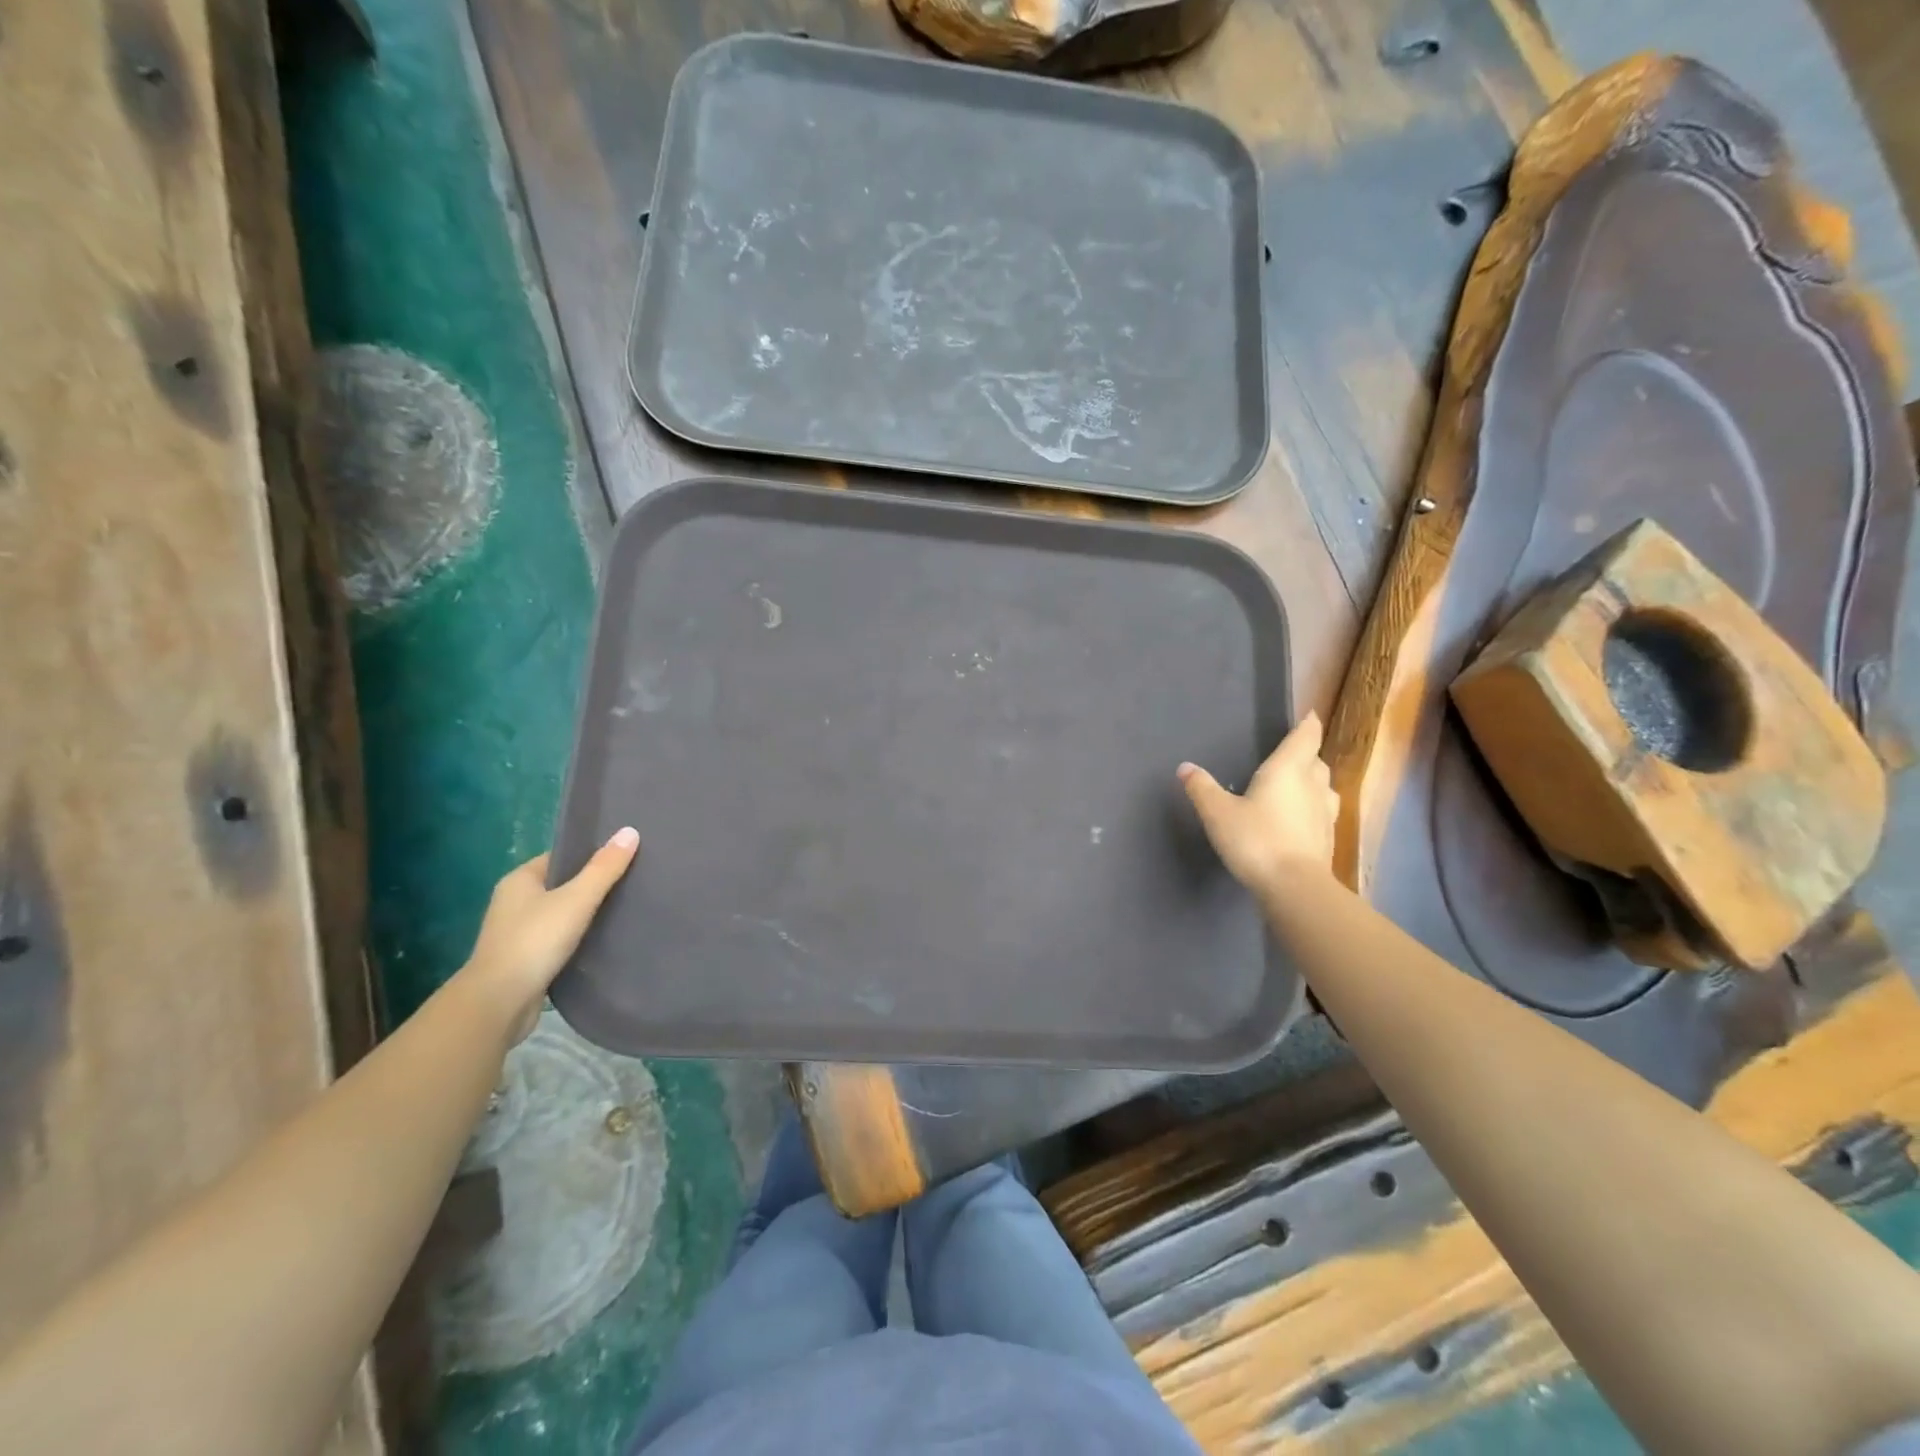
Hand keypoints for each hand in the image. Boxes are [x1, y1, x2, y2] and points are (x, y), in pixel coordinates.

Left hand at [459, 828, 639, 1043]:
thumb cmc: (535, 941)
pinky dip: (578, 939)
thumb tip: (630, 831)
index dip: (591, 855)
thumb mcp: (576, 899)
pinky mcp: (525, 961)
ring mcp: (517, 933)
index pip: (561, 857)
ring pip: (561, 915)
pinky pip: (558, 940)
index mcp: (519, 880)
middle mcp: (513, 903)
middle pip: (562, 885)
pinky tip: (603, 941)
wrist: (499, 1003)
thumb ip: (604, 868)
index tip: (624, 857)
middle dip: (592, 886)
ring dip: (585, 915)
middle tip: (632, 882)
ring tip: (624, 911)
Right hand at [1178, 714, 1336, 893]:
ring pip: (1325, 787)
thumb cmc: (1256, 839)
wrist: (1294, 886)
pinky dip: (1314, 809)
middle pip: (1316, 761)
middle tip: (1293, 753)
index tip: (1309, 715)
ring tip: (1299, 785)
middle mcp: (1311, 786)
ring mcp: (1324, 814)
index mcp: (1287, 770)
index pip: (1305, 737)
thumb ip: (1202, 788)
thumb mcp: (1218, 813)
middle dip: (1307, 754)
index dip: (1307, 725)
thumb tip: (1185, 767)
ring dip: (1314, 781)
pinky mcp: (1328, 839)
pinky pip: (1323, 813)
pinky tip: (1301, 819)